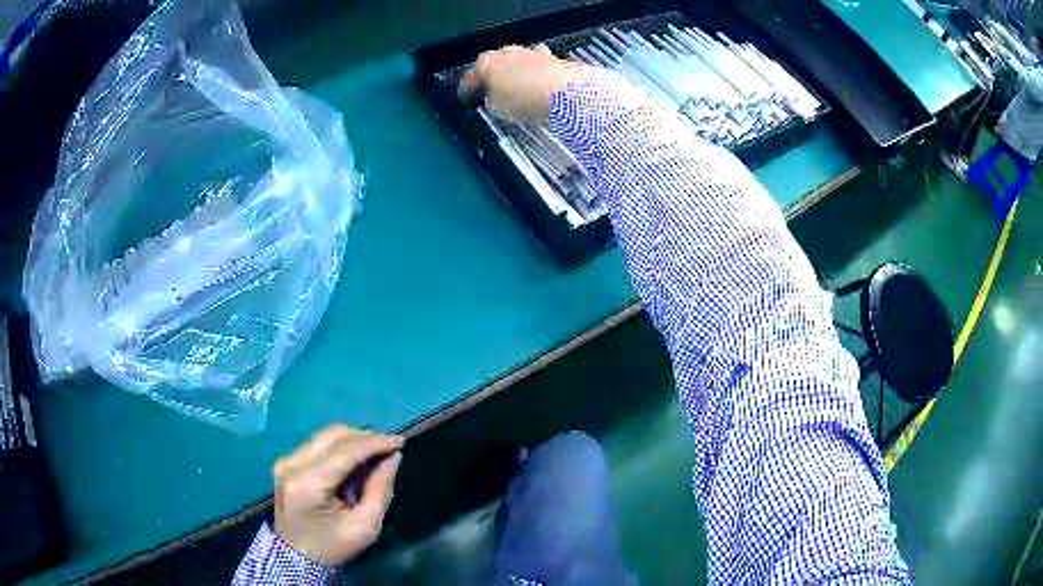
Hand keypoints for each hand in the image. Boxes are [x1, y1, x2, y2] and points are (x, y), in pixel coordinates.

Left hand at [272, 425, 403, 566]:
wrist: (296, 558)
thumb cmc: (333, 546)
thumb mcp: (365, 526)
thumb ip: (380, 489)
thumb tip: (393, 457)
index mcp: (309, 483)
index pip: (346, 450)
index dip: (375, 442)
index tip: (400, 442)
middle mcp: (293, 464)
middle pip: (334, 435)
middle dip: (366, 438)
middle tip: (390, 449)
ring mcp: (286, 461)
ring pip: (326, 436)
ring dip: (353, 442)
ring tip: (375, 457)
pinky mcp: (286, 462)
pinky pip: (318, 444)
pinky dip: (340, 448)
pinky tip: (354, 463)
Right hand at [460, 45, 583, 120]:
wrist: (565, 92)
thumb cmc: (530, 98)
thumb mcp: (499, 108)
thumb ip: (492, 101)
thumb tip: (493, 100)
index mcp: (487, 63)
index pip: (471, 74)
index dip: (468, 87)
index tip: (466, 95)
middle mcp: (508, 53)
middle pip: (494, 62)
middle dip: (493, 75)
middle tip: (492, 90)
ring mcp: (530, 53)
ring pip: (516, 60)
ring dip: (514, 72)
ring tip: (516, 88)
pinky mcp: (550, 58)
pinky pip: (537, 64)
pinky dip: (534, 73)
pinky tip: (537, 84)